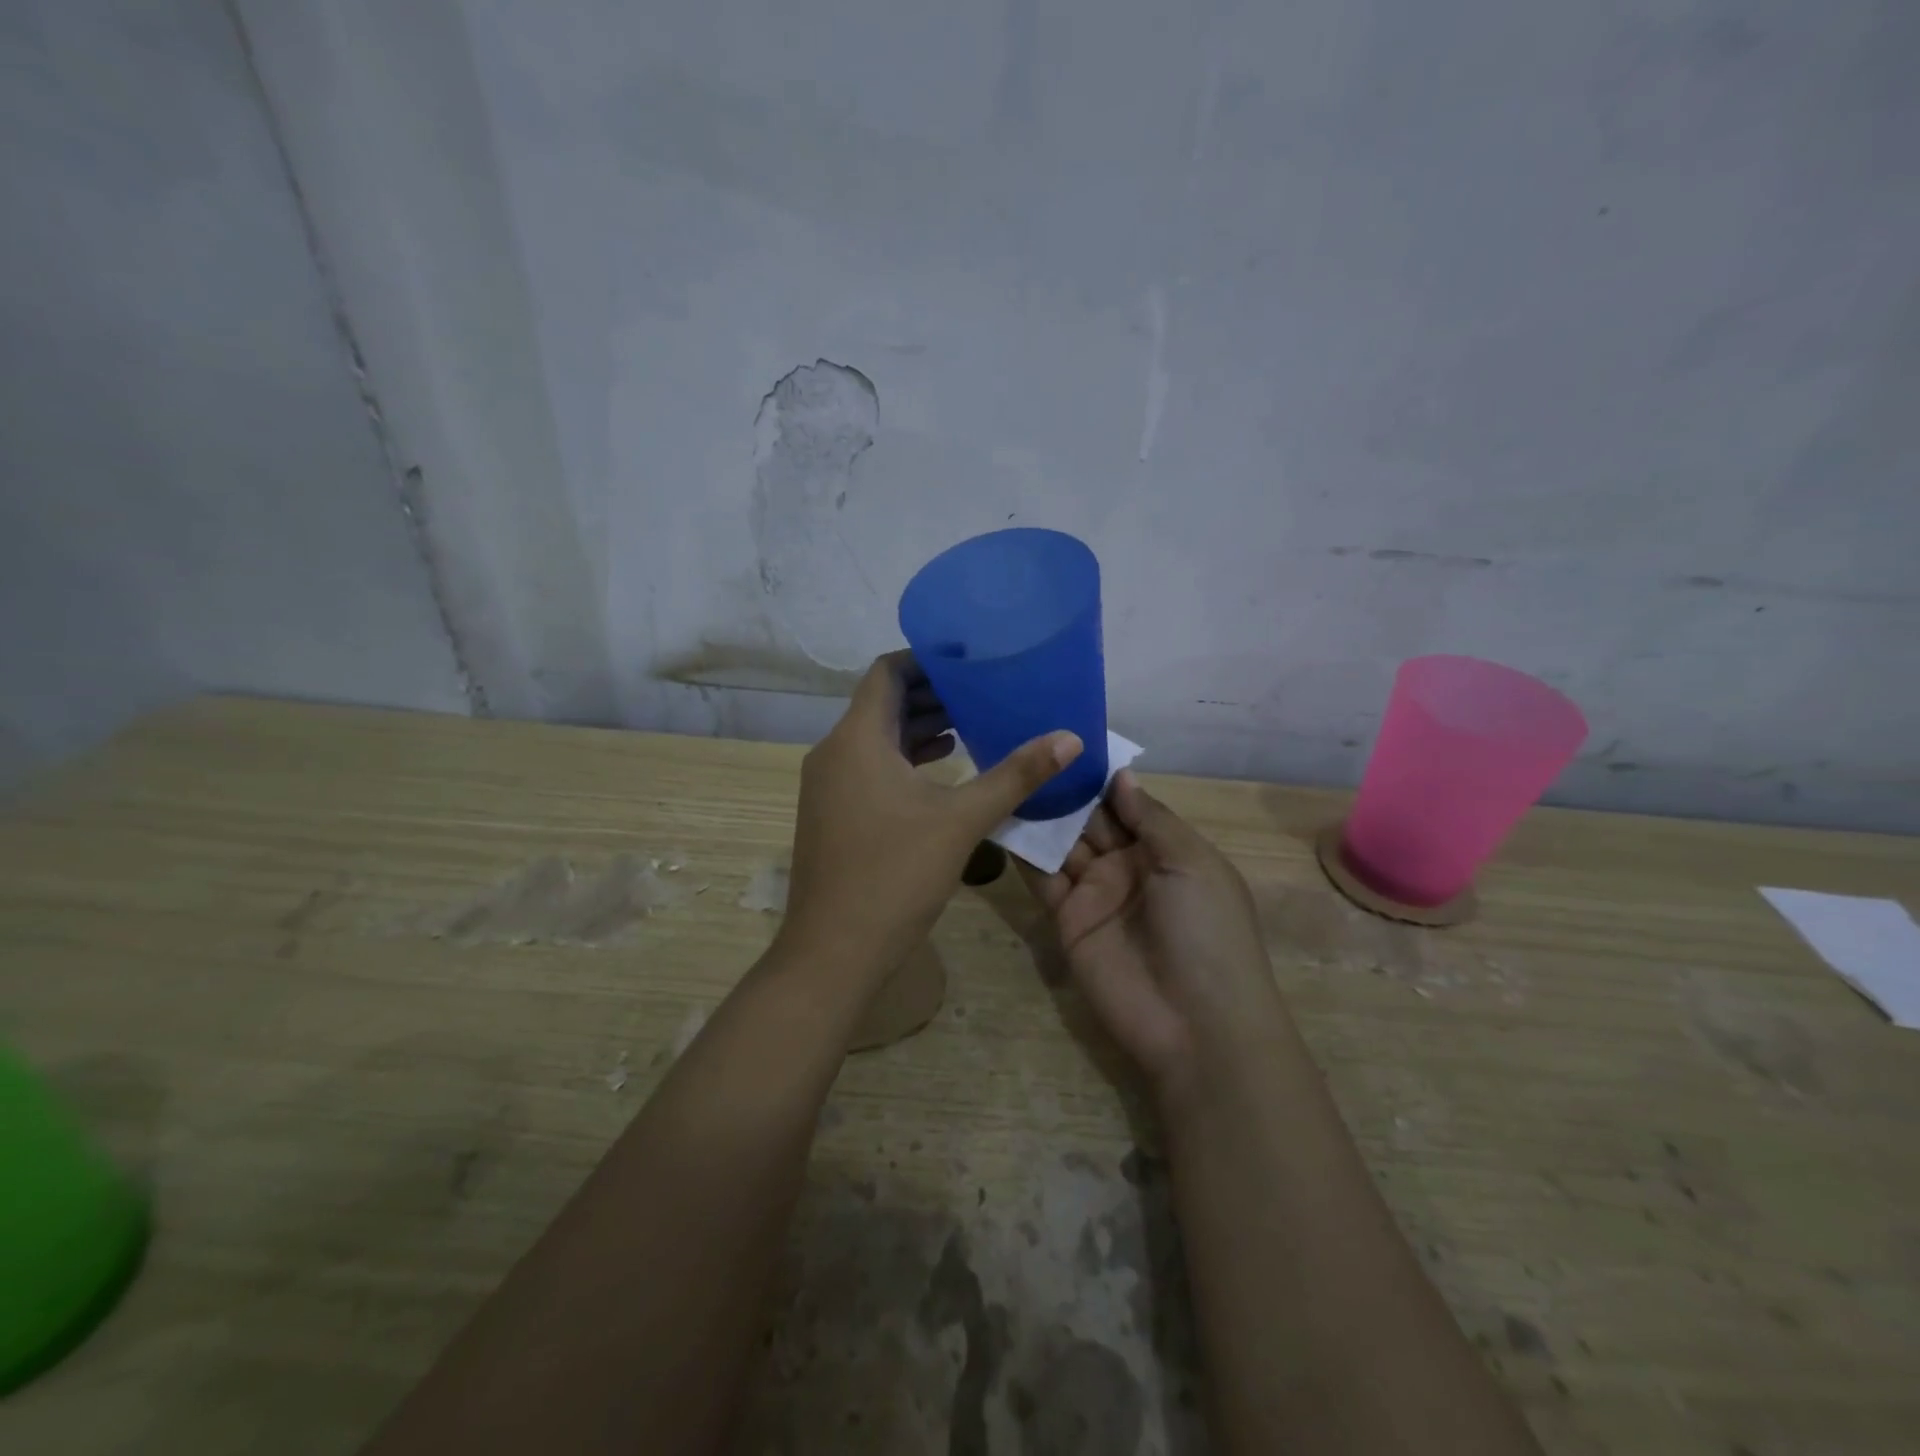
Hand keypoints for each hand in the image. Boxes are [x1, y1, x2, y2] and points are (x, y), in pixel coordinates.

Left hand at [780, 651, 1082, 984]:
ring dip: (919, 728)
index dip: (927, 660)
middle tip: (983, 692)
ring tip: (970, 725)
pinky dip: (904, 760)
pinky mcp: (831, 812)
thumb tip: (1070, 738)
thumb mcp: (962, 821)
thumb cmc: (895, 875)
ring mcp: (828, 785)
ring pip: (876, 738)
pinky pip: (869, 767)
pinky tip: (942, 771)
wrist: (833, 951)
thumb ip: (1016, 775)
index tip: (970, 661)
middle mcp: (834, 752)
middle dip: (932, 695)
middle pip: (883, 704)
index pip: (888, 673)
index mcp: (857, 739)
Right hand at [1021, 770, 1287, 1096]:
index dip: (1100, 777)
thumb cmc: (1207, 931)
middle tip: (1026, 749)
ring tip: (1007, 775)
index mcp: (1165, 850)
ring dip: (1040, 816)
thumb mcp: (1193, 864)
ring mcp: (1095, 894)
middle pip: (1090, 820)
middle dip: (1065, 791)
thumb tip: (1121, 775)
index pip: (1126, 804)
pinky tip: (1001, 818)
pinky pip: (1042, 880)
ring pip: (1062, 845)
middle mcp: (1127, 867)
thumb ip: (1152, 818)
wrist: (1196, 1024)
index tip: (1067, 740)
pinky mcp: (1066, 921)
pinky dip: (1023, 854)